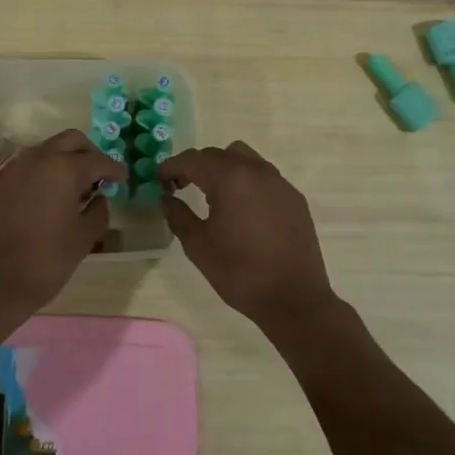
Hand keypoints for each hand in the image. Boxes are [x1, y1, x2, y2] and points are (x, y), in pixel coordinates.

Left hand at [0, 130, 126, 317]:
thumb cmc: (47, 259)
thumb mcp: (84, 237)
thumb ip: (99, 211)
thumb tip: (101, 198)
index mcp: (64, 168)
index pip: (98, 160)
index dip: (115, 170)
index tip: (124, 179)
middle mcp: (40, 158)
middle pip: (72, 140)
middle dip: (90, 154)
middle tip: (102, 177)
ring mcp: (19, 167)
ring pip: (51, 148)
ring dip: (68, 158)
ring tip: (81, 187)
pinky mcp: (5, 181)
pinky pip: (34, 163)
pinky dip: (50, 169)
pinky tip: (58, 194)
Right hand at [160, 141, 337, 331]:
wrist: (294, 299)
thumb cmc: (239, 272)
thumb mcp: (198, 246)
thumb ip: (178, 216)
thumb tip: (167, 199)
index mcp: (230, 178)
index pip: (193, 159)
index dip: (172, 166)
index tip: (160, 180)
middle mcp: (256, 171)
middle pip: (218, 154)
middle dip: (196, 166)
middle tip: (180, 186)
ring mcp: (279, 182)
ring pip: (244, 158)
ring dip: (223, 168)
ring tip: (213, 194)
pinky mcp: (294, 197)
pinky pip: (264, 176)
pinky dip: (246, 181)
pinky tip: (242, 208)